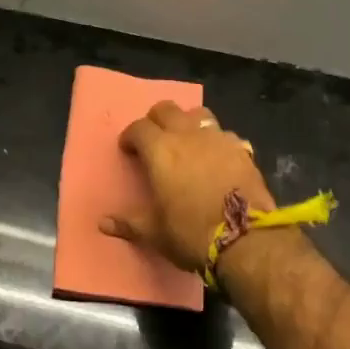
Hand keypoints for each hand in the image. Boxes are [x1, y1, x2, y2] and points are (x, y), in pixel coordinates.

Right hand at [101, 101, 274, 272]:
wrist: (246, 239)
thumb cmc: (191, 233)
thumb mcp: (155, 233)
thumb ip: (128, 223)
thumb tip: (103, 223)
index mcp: (160, 150)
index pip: (138, 128)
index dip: (130, 136)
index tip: (128, 149)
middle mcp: (186, 135)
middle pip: (166, 109)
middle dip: (156, 120)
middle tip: (154, 140)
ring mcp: (217, 138)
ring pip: (198, 113)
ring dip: (188, 122)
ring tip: (187, 141)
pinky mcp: (241, 149)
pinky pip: (224, 133)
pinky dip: (215, 140)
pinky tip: (216, 158)